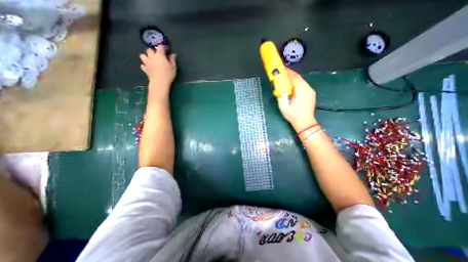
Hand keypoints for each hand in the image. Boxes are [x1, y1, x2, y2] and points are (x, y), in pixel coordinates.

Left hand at [141, 45, 177, 96]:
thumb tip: (173, 54)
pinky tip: (148, 67)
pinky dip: (145, 65)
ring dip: (146, 56)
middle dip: (153, 51)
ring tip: (151, 59)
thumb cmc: (168, 74)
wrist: (160, 82)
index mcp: (159, 55)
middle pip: (149, 50)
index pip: (160, 47)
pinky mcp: (145, 69)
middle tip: (158, 54)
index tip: (166, 48)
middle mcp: (152, 57)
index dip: (163, 46)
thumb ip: (172, 60)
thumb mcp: (173, 67)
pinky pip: (143, 65)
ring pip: (143, 55)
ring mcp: (147, 63)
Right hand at [275, 67, 315, 131]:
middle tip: (282, 73)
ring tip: (285, 79)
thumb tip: (279, 87)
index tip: (282, 69)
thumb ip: (281, 96)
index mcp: (302, 91)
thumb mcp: (284, 107)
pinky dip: (297, 83)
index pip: (295, 78)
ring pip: (301, 81)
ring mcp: (311, 91)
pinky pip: (303, 85)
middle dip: (290, 75)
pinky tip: (292, 86)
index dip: (288, 72)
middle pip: (299, 78)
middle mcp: (308, 89)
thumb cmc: (293, 116)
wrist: (305, 123)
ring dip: (293, 79)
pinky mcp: (311, 94)